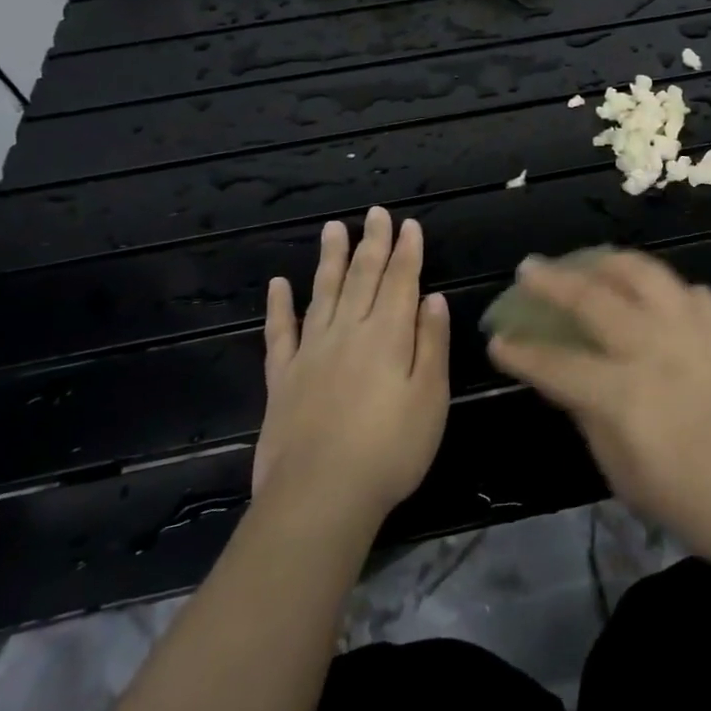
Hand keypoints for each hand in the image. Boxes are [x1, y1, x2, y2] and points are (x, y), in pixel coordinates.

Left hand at [252, 208, 449, 528]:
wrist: (320, 497)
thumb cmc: (390, 450)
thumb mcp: (431, 398)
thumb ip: (432, 344)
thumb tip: (432, 298)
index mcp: (388, 335)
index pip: (401, 281)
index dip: (407, 251)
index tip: (408, 224)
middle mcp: (349, 332)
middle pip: (363, 277)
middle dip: (373, 243)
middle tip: (375, 213)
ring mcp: (311, 352)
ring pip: (323, 293)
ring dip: (330, 259)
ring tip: (333, 228)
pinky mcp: (282, 377)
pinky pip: (279, 332)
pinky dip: (279, 306)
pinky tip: (278, 284)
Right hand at [487, 250, 710, 568]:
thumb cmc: (696, 506)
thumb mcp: (626, 477)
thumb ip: (592, 422)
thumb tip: (571, 386)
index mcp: (622, 394)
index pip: (556, 362)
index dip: (520, 351)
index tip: (497, 339)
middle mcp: (653, 348)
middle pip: (592, 298)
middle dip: (552, 281)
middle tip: (529, 269)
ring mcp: (693, 332)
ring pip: (644, 274)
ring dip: (608, 263)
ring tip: (590, 261)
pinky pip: (689, 293)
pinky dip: (665, 288)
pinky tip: (656, 295)